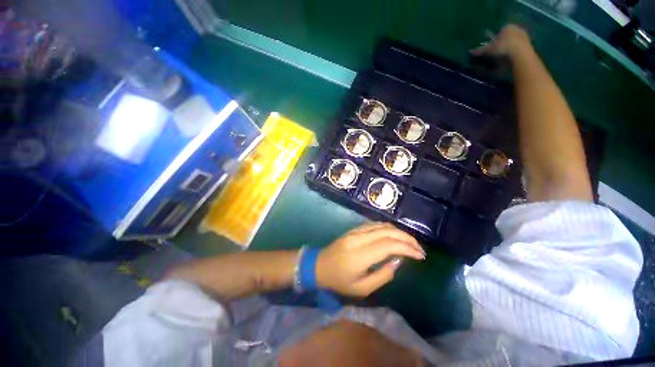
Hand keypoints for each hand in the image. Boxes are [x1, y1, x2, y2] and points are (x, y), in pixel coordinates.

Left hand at [316, 222, 424, 296]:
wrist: (320, 265)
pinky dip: (388, 228)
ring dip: (399, 232)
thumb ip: (383, 275)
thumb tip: (397, 260)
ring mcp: (356, 231)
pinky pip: (374, 224)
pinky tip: (395, 235)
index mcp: (361, 254)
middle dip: (407, 238)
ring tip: (410, 242)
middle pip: (388, 232)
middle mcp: (359, 238)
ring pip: (382, 225)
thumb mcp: (362, 288)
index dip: (407, 248)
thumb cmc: (340, 281)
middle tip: (419, 248)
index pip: (389, 245)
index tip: (420, 255)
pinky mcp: (354, 229)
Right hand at [470, 24, 530, 58]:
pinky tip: (510, 58)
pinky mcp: (529, 43)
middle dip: (502, 42)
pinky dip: (514, 52)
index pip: (499, 31)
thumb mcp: (489, 50)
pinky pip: (519, 47)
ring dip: (508, 47)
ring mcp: (524, 35)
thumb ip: (480, 50)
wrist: (520, 53)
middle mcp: (516, 28)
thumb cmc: (503, 48)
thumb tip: (470, 51)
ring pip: (513, 41)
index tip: (490, 46)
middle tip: (496, 52)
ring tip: (503, 56)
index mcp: (506, 27)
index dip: (494, 39)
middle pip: (507, 36)